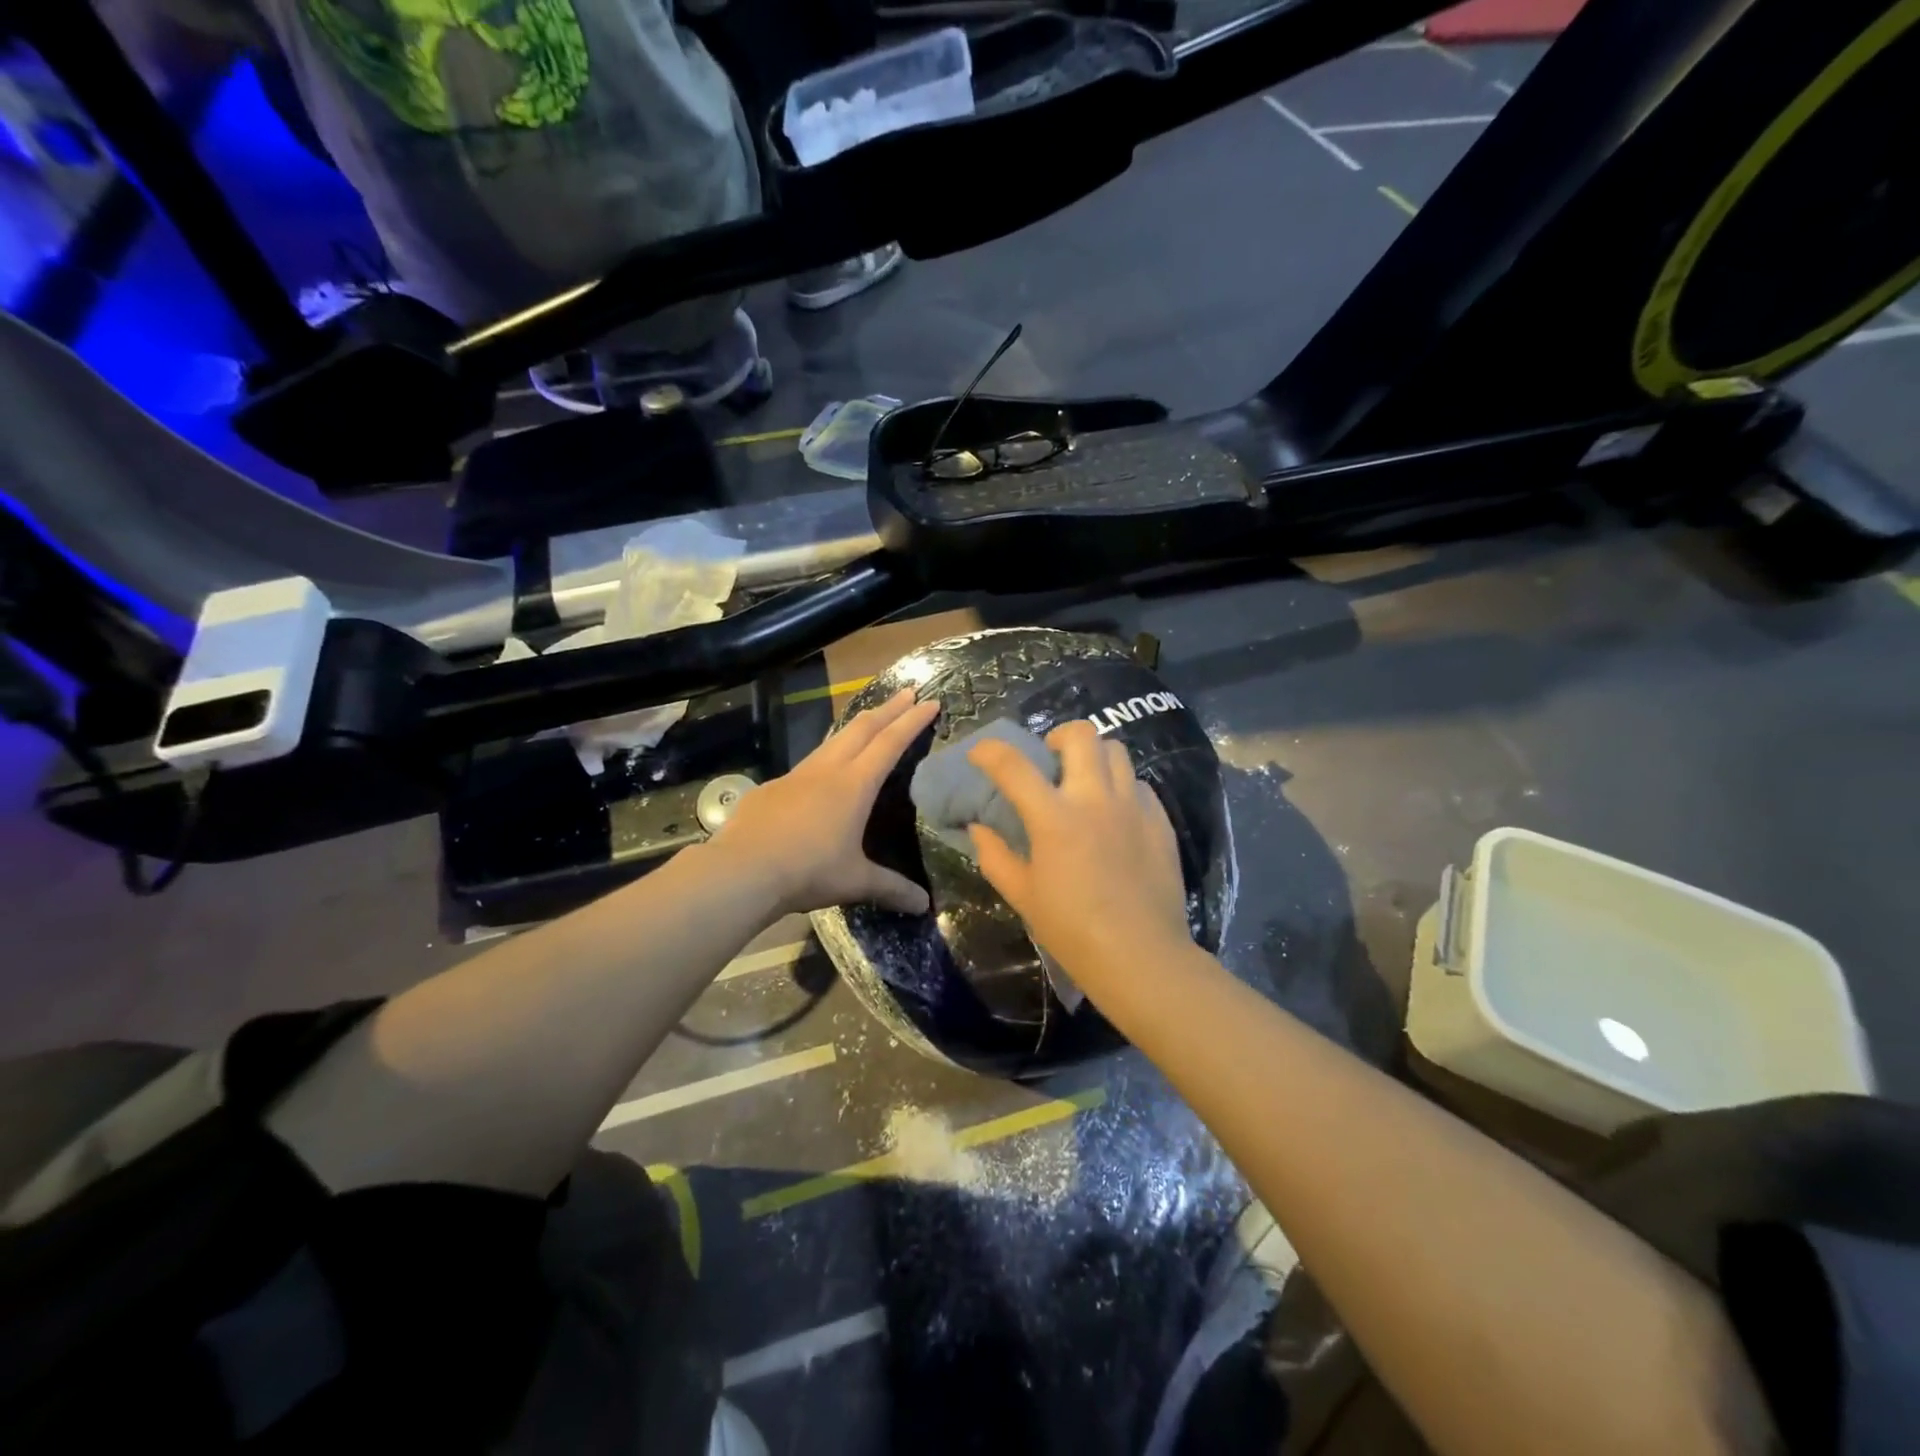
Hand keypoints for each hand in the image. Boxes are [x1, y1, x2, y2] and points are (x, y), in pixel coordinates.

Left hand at [710, 688, 938, 916]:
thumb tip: (925, 907)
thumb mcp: (855, 881)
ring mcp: (796, 776)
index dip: (912, 721)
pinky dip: (825, 758)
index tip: (930, 701)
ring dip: (856, 727)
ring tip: (869, 722)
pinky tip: (821, 775)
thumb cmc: (808, 871)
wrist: (742, 871)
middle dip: (888, 708)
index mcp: (854, 785)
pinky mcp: (771, 789)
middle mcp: (827, 771)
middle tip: (907, 692)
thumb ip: (891, 889)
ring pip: (832, 740)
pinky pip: (806, 766)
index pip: (890, 743)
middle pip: (862, 728)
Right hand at [966, 720, 1192, 988]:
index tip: (981, 755)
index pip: (1013, 765)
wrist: (1141, 956)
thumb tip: (978, 827)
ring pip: (1117, 751)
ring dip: (1094, 757)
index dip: (990, 752)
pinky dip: (1122, 787)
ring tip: (1086, 781)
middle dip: (1058, 736)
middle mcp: (1095, 799)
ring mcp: (1133, 806)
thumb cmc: (1072, 930)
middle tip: (1050, 759)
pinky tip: (1116, 812)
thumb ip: (995, 855)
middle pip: (1081, 735)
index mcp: (1054, 817)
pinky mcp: (1160, 820)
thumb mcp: (1022, 896)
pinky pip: (1140, 784)